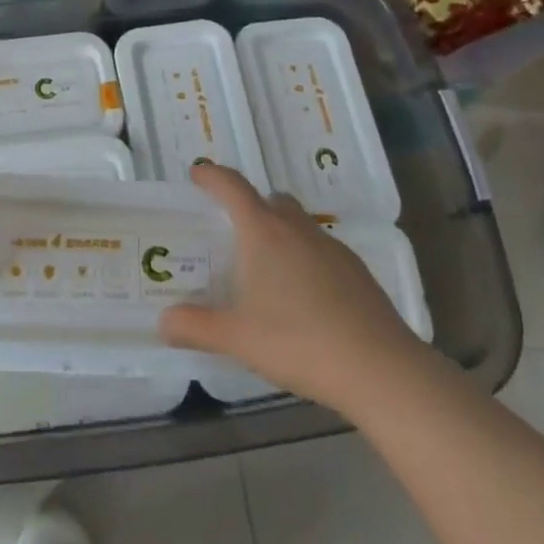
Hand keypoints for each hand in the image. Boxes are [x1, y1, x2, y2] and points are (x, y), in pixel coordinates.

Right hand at [160, 164, 422, 414]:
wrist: (380, 369)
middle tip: (231, 233)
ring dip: (279, 233)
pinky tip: (304, 297)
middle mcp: (298, 229)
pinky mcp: (358, 271)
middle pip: (270, 200)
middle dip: (249, 206)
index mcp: (264, 232)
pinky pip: (321, 250)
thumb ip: (196, 327)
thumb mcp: (237, 338)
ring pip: (299, 224)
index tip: (197, 174)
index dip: (211, 176)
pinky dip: (305, 258)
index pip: (232, 186)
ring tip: (266, 270)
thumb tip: (163, 323)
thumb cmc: (299, 342)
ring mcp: (333, 248)